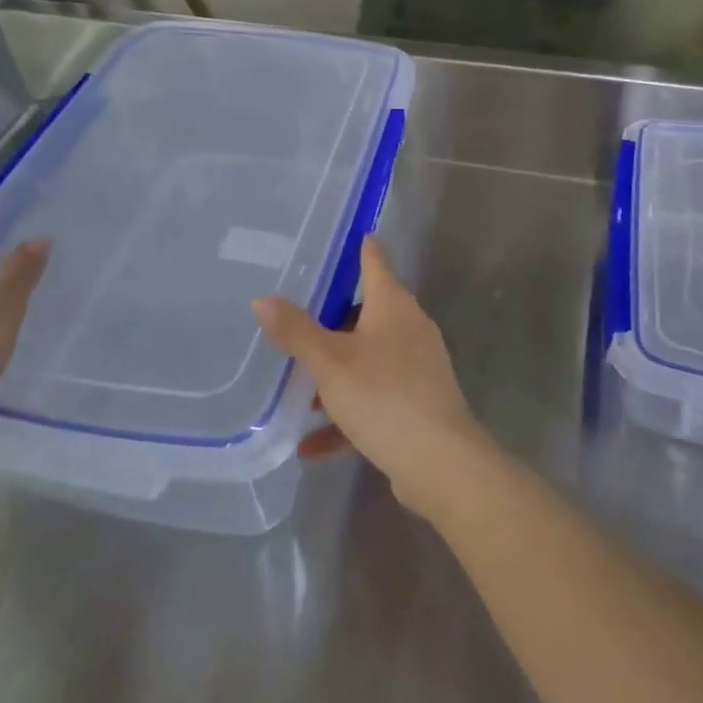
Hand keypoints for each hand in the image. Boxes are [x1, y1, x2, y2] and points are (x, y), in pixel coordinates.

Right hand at [254, 239, 491, 522]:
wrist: (440, 462)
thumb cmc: (383, 396)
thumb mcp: (330, 362)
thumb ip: (296, 331)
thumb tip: (262, 299)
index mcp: (393, 304)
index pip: (373, 259)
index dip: (356, 246)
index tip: (333, 239)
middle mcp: (409, 327)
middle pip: (366, 311)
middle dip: (331, 319)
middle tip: (294, 320)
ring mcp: (417, 366)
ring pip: (368, 357)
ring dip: (335, 373)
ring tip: (297, 389)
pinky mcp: (417, 403)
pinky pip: (374, 398)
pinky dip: (346, 414)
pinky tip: (311, 443)